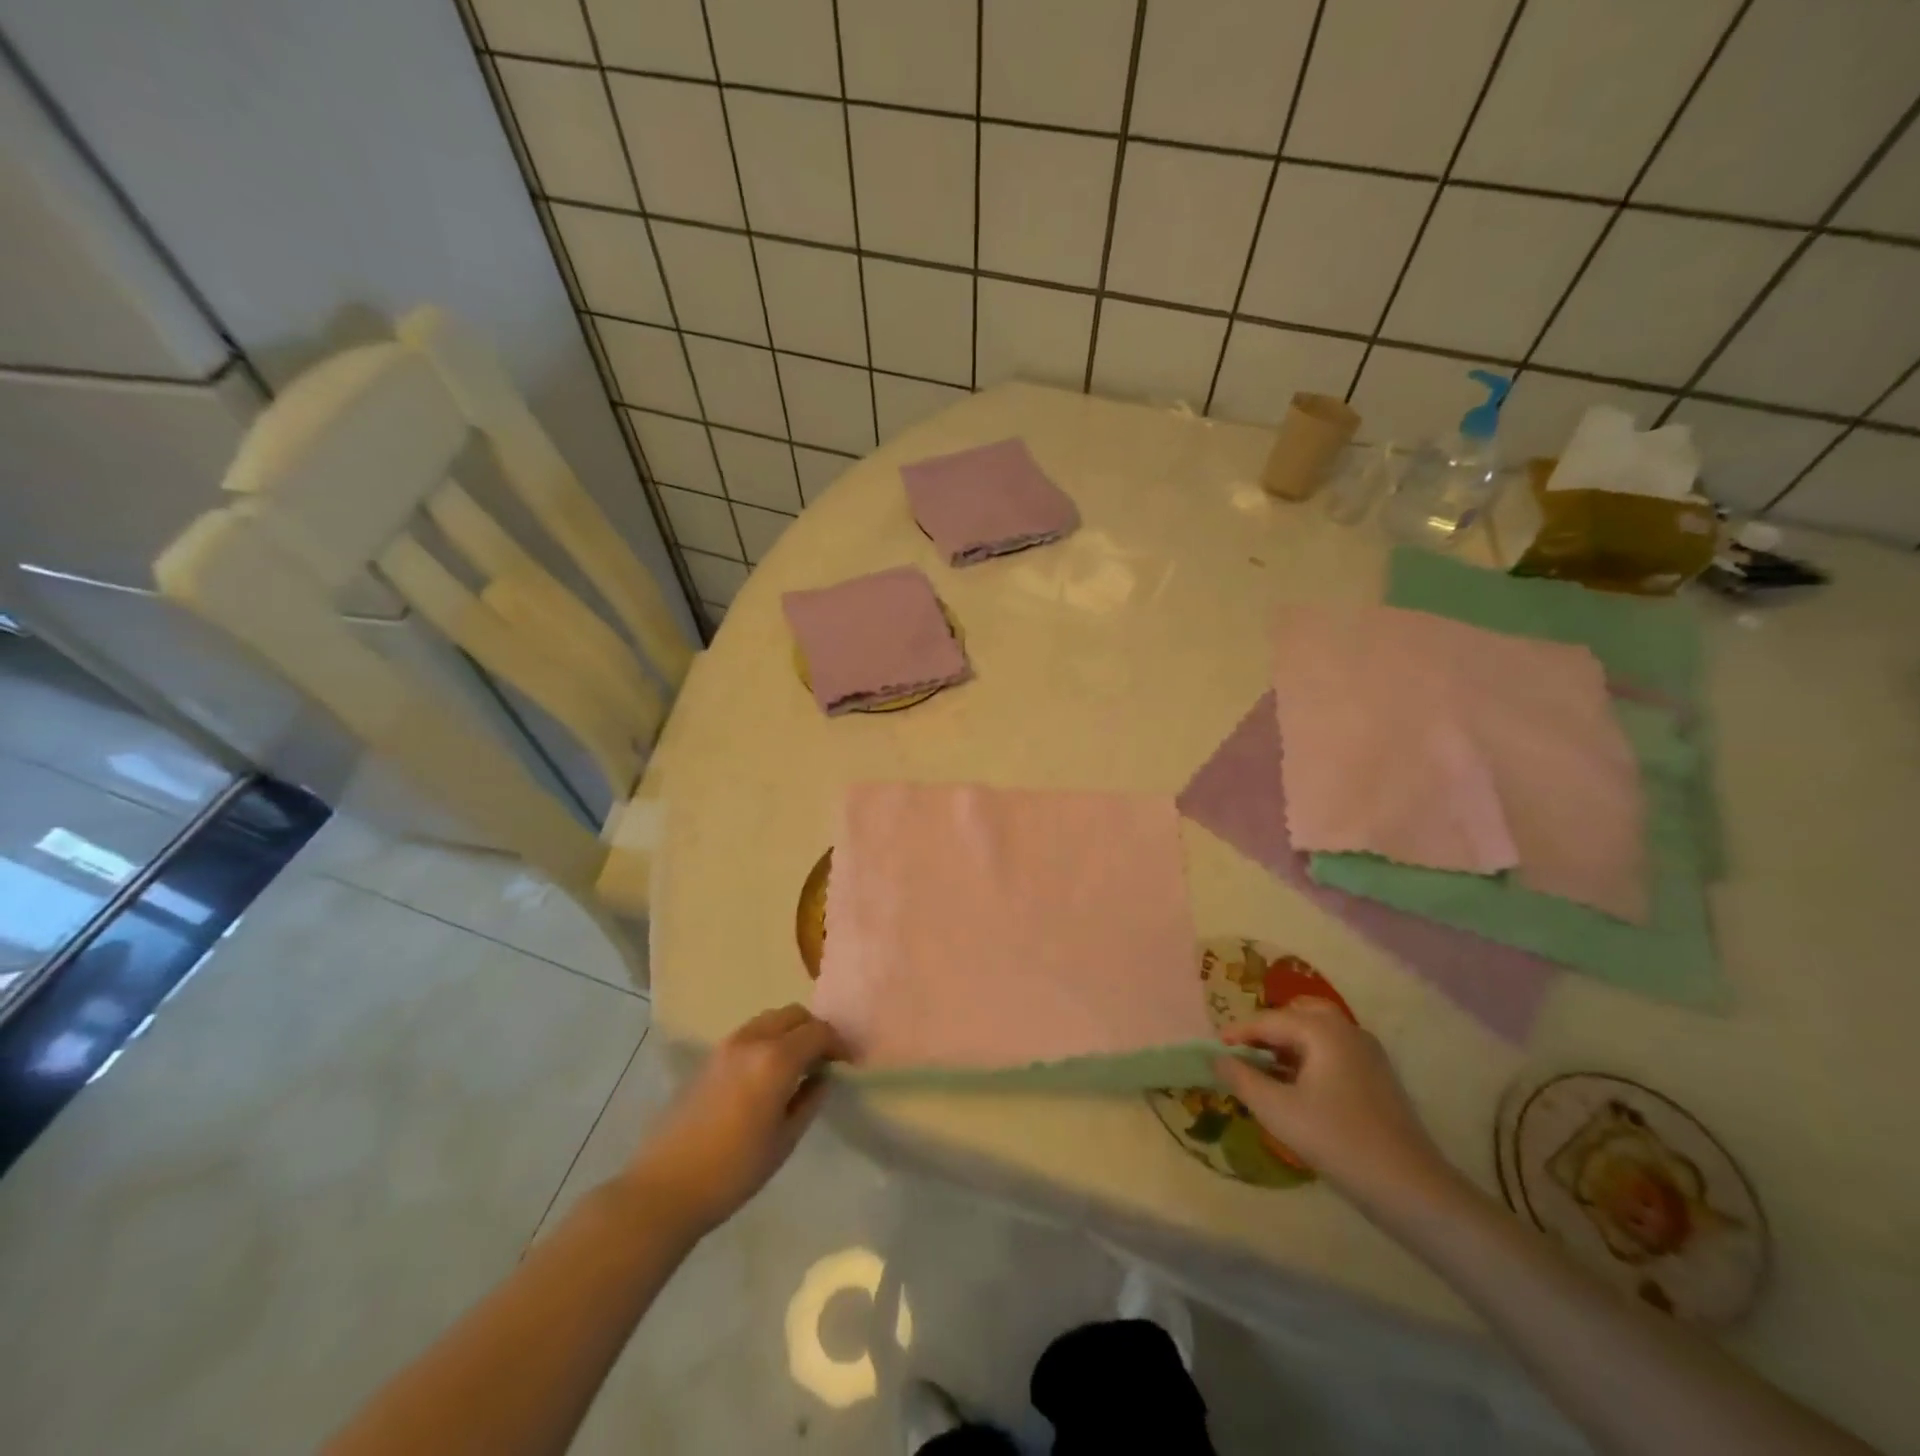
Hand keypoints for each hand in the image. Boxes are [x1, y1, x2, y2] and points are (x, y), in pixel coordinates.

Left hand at [623, 1004, 847, 1234]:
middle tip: (823, 1060)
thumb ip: (809, 1101)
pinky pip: (748, 1035)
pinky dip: (766, 1042)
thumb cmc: (734, 1170)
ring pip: (768, 1021)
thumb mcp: (784, 1140)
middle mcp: (751, 1041)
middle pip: (792, 1015)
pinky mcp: (707, 1060)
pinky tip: (765, 1075)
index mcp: (775, 1059)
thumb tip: (822, 1078)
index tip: (847, 1063)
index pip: (818, 1032)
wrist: (665, 1188)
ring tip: (795, 1066)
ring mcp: (725, 1047)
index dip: (837, 1043)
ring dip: (788, 1033)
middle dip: (813, 1031)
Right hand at [1216, 1000, 1458, 1218]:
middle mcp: (1348, 1030)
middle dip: (1269, 1029)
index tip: (1215, 1048)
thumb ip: (1242, 1079)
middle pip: (1299, 1014)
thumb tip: (1218, 1058)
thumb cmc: (1336, 1140)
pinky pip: (1335, 1051)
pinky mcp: (1378, 1077)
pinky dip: (1310, 1057)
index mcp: (1323, 1030)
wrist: (1410, 1188)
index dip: (1238, 1032)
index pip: (1269, 1020)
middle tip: (1245, 1052)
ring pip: (1319, 1032)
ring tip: (1266, 1070)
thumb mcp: (1277, 1111)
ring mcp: (1368, 1053)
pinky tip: (1298, 1087)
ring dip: (1290, 1043)